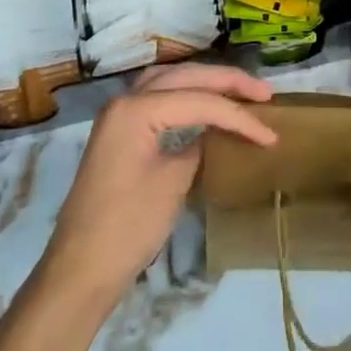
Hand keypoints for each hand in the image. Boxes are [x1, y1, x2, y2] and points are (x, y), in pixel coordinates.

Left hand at [41, 62, 275, 308]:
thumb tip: (215, 133)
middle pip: (185, 76)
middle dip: (226, 82)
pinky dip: (186, 96)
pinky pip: (159, 98)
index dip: (238, 115)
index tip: (270, 133)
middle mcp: (126, 99)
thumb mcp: (172, 185)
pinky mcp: (120, 131)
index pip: (199, 101)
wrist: (79, 273)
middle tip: (263, 93)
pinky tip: (206, 105)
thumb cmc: (127, 229)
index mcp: (136, 108)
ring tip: (240, 91)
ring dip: (206, 83)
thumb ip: (198, 147)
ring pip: (171, 80)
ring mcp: (119, 114)